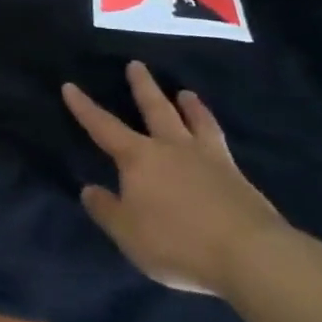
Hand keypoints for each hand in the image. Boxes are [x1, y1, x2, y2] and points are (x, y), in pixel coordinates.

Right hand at [62, 61, 291, 297]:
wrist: (251, 256)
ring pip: (195, 122)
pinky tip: (216, 137)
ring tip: (186, 93)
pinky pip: (220, 143)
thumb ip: (106, 210)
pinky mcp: (238, 178)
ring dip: (189, 106)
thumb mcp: (128, 233)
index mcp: (139, 158)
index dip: (84, 107)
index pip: (103, 126)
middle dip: (143, 87)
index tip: (70, 86)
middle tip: (137, 65)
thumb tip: (90, 189)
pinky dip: (213, 132)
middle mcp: (172, 149)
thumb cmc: (178, 242)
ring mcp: (209, 160)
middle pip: (155, 109)